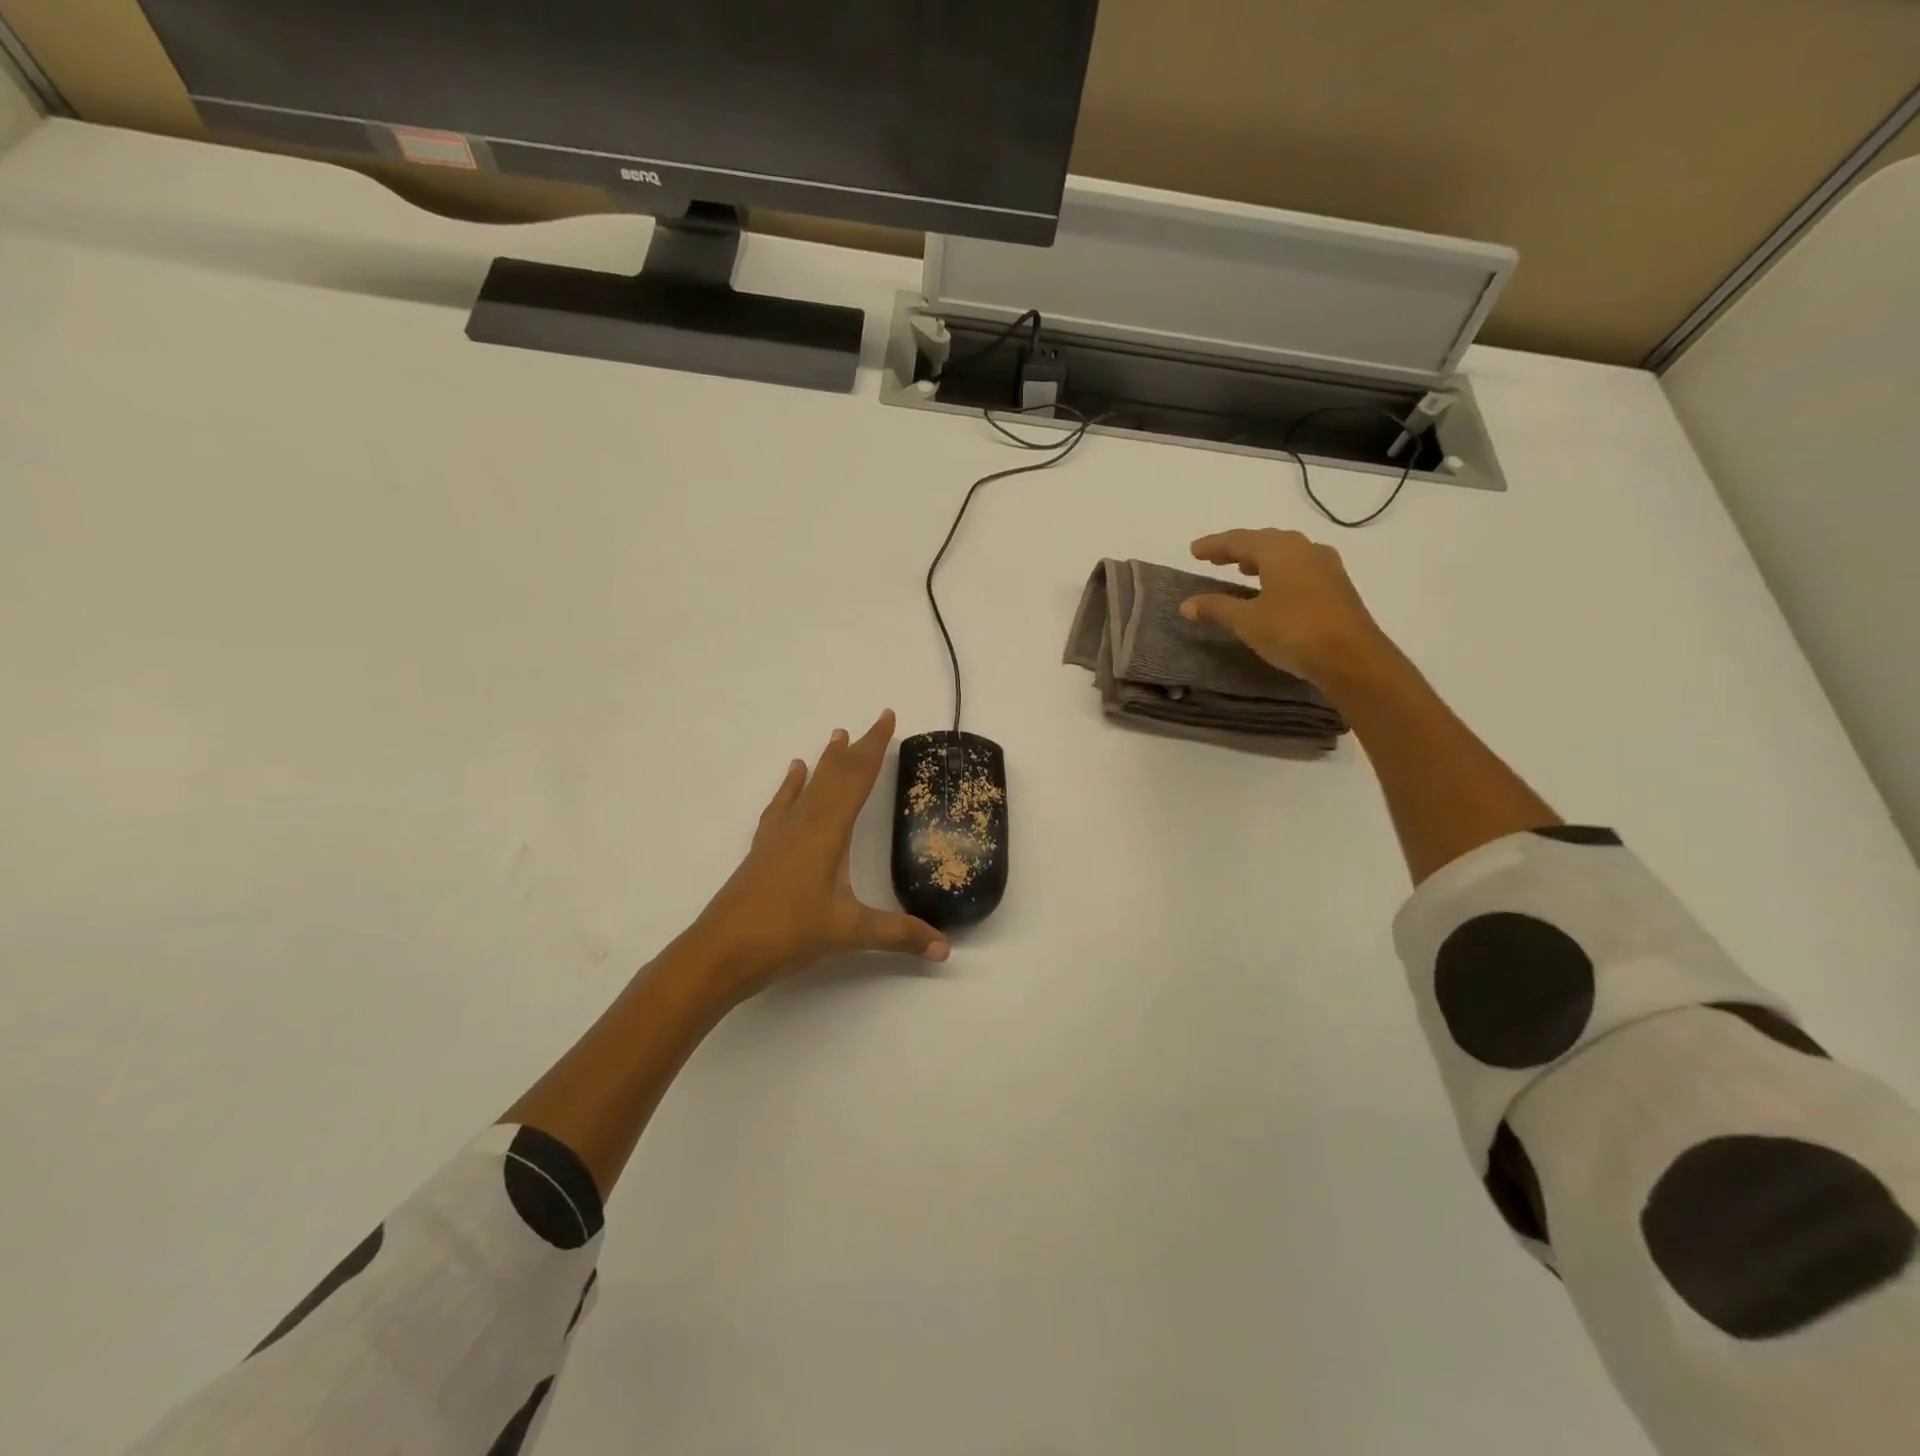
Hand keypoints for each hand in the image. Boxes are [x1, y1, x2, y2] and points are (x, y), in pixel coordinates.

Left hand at [685, 710, 948, 998]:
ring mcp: (779, 835)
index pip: (857, 779)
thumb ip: (898, 934)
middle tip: (873, 721)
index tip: (886, 717)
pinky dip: (791, 787)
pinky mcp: (763, 850)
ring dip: (825, 762)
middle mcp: (803, 823)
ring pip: (808, 786)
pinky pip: (782, 806)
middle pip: (834, 775)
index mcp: (827, 831)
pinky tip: (793, 777)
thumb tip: (944, 947)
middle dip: (857, 749)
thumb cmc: (787, 933)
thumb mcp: (849, 932)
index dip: (874, 747)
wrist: (720, 952)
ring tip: (835, 737)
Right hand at [1180, 528, 1389, 685]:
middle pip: (1265, 541)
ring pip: (1286, 554)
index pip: (1239, 540)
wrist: (1351, 657)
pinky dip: (1278, 571)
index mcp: (1280, 550)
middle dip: (1238, 549)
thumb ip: (1216, 608)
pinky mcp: (1336, 586)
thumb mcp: (1247, 621)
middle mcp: (1304, 549)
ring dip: (1260, 559)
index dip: (1214, 545)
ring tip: (1242, 569)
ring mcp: (1325, 566)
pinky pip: (1300, 568)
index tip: (1193, 550)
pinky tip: (1273, 588)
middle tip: (1215, 558)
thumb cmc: (1293, 631)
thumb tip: (1186, 604)